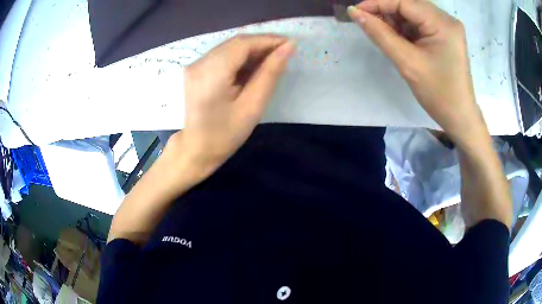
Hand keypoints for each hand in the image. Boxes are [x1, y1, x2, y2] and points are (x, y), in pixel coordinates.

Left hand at [169, 35, 294, 174]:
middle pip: (235, 42)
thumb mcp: (252, 106)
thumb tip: (288, 47)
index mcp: (211, 74)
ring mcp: (194, 65)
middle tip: (284, 52)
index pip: (242, 44)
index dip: (268, 40)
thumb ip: (270, 73)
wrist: (196, 149)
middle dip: (261, 43)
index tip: (290, 44)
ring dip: (252, 49)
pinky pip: (222, 55)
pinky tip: (252, 66)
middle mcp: (199, 63)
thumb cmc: (225, 135)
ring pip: (229, 47)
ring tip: (272, 59)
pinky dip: (240, 57)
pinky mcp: (195, 69)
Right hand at [347, 0, 487, 147]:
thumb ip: (380, 34)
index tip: (355, 12)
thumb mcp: (407, 62)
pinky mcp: (445, 34)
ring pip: (413, 12)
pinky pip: (420, 23)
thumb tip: (355, 13)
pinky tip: (397, 38)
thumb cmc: (438, 94)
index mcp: (442, 23)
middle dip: (386, 11)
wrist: (459, 116)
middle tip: (367, 23)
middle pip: (409, 4)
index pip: (404, 2)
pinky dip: (405, 28)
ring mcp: (447, 26)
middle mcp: (446, 19)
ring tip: (382, 33)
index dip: (377, 3)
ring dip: (394, 20)